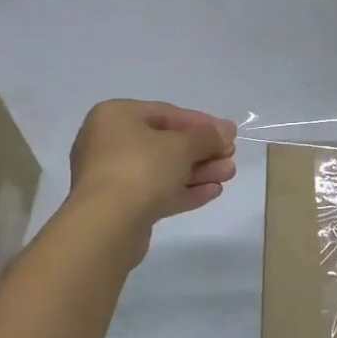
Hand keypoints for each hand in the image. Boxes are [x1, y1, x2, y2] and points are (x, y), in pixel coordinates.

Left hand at [67, 100, 237, 231]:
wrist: (106, 225)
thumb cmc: (141, 168)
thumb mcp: (181, 145)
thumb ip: (207, 136)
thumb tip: (226, 130)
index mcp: (115, 116)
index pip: (166, 113)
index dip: (201, 123)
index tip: (228, 134)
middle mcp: (108, 142)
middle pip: (165, 143)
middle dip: (202, 151)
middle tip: (230, 156)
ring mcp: (111, 176)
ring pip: (162, 170)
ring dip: (197, 171)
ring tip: (228, 175)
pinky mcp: (119, 207)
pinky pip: (155, 192)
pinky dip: (183, 190)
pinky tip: (213, 192)